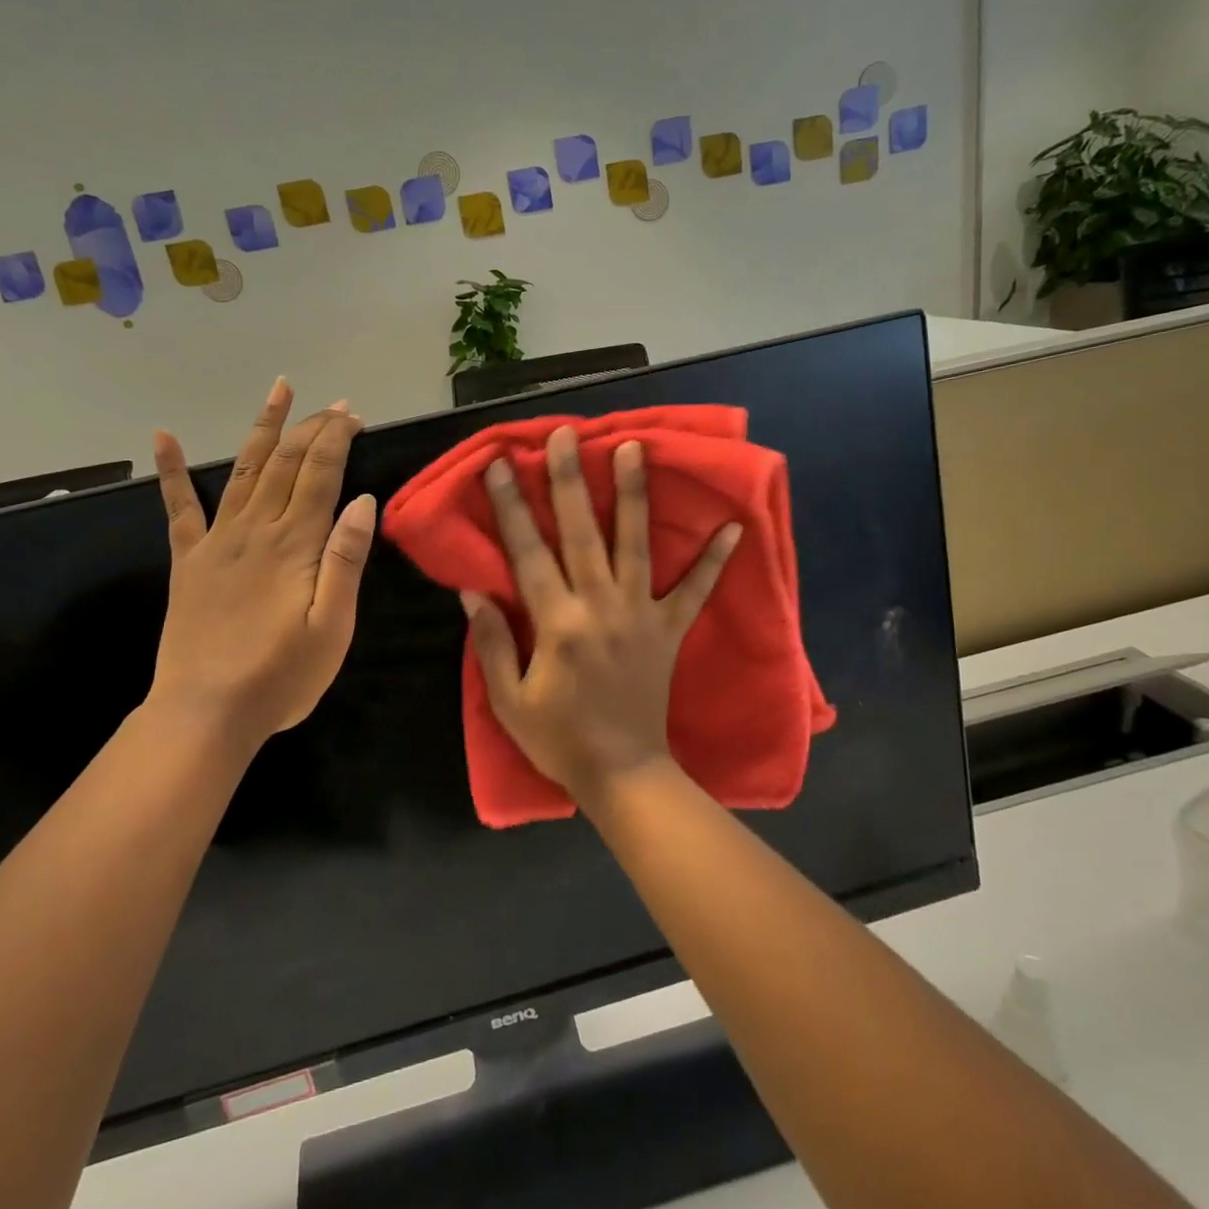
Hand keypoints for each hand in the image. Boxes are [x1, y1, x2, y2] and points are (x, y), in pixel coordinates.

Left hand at [146, 379, 375, 751]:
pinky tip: (163, 437)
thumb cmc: (282, 676)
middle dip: (312, 428)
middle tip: (335, 406)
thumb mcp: (333, 627)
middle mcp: (255, 531)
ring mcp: (217, 542)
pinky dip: (172, 470)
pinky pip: (179, 508)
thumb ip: (345, 561)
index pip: (319, 475)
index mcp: (295, 546)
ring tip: (278, 391)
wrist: (206, 713)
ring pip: (244, 470)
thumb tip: (362, 501)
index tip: (353, 416)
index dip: (336, 439)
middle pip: (286, 463)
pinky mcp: (189, 561)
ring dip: (262, 429)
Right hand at [462, 425, 741, 807]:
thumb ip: (493, 642)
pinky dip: (715, 560)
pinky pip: (696, 591)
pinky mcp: (670, 629)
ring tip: (634, 448)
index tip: (501, 465)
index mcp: (558, 623)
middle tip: (566, 435)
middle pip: (582, 532)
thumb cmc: (559, 739)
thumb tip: (474, 591)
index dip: (511, 507)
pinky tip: (734, 526)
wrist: (623, 773)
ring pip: (636, 544)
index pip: (529, 553)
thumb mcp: (510, 700)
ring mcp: (641, 614)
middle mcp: (601, 606)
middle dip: (570, 479)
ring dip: (634, 494)